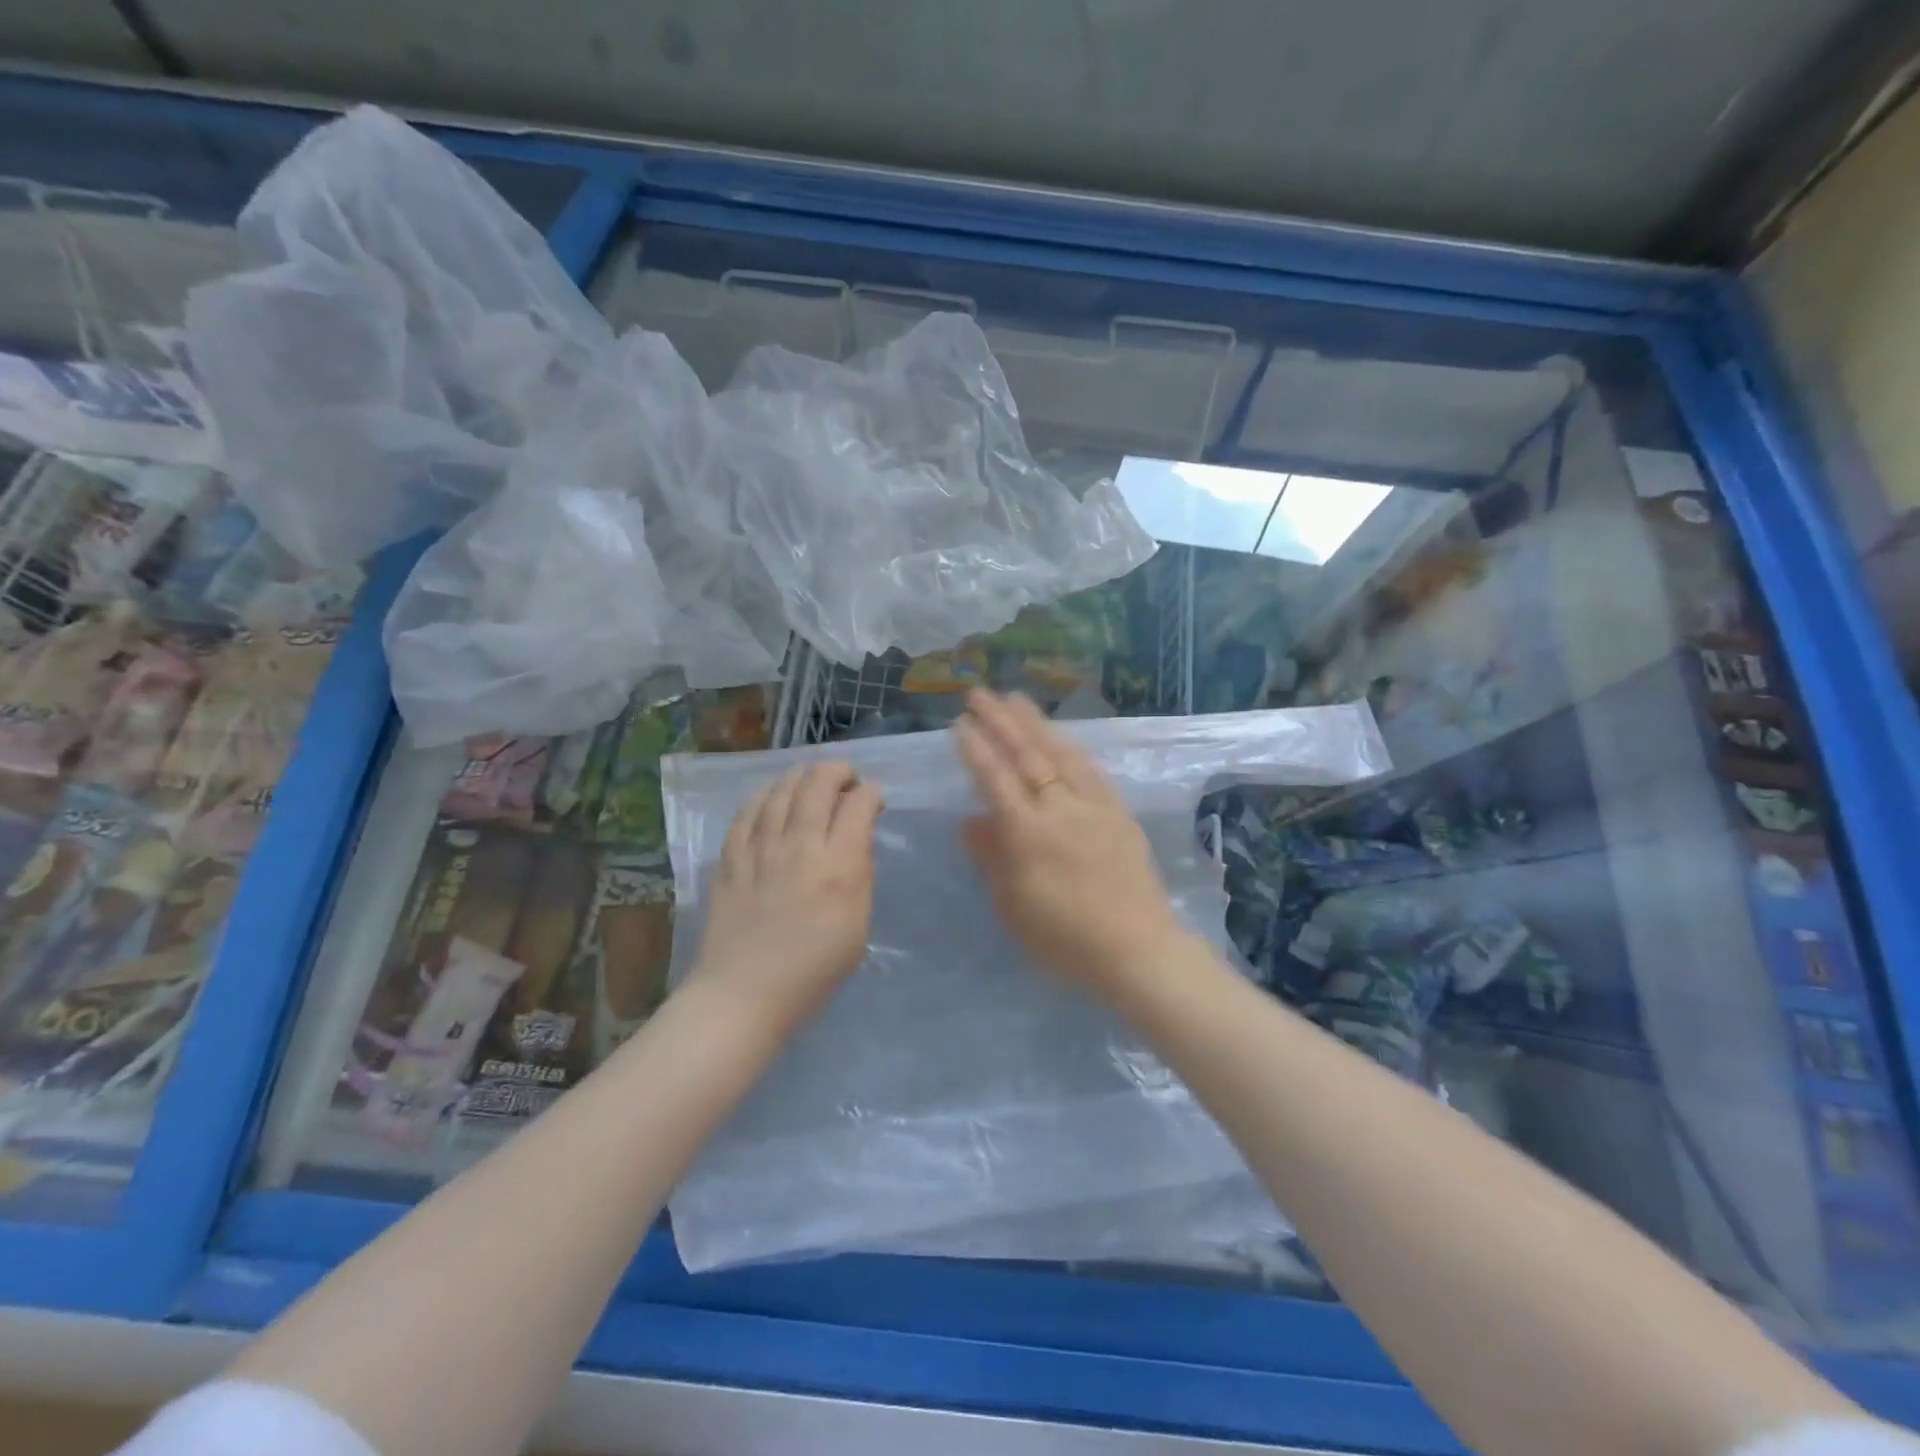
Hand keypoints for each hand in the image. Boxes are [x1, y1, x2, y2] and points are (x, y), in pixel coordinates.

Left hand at [689, 761, 883, 1029]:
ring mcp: (760, 848)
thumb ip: (859, 876)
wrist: (744, 993)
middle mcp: (800, 846)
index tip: (875, 799)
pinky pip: (747, 811)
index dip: (871, 793)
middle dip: (838, 771)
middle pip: (818, 783)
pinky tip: (773, 798)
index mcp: (838, 866)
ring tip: (812, 781)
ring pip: (782, 789)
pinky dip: (765, 796)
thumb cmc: (813, 970)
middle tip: (846, 779)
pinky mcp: (731, 857)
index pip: (859, 804)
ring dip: (802, 777)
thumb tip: (855, 841)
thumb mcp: (858, 926)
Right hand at [954, 689, 1190, 994]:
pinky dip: (1071, 747)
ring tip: (1016, 698)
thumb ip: (991, 858)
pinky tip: (1061, 736)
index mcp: (1028, 834)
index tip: (960, 723)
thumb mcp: (1013, 907)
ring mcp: (1094, 806)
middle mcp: (1060, 809)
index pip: (996, 779)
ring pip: (1060, 753)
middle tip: (979, 693)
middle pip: (1026, 755)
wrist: (1137, 950)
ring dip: (1035, 723)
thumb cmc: (1065, 939)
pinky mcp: (1119, 812)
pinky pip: (1091, 769)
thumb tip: (970, 819)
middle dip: (1000, 721)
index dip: (976, 749)